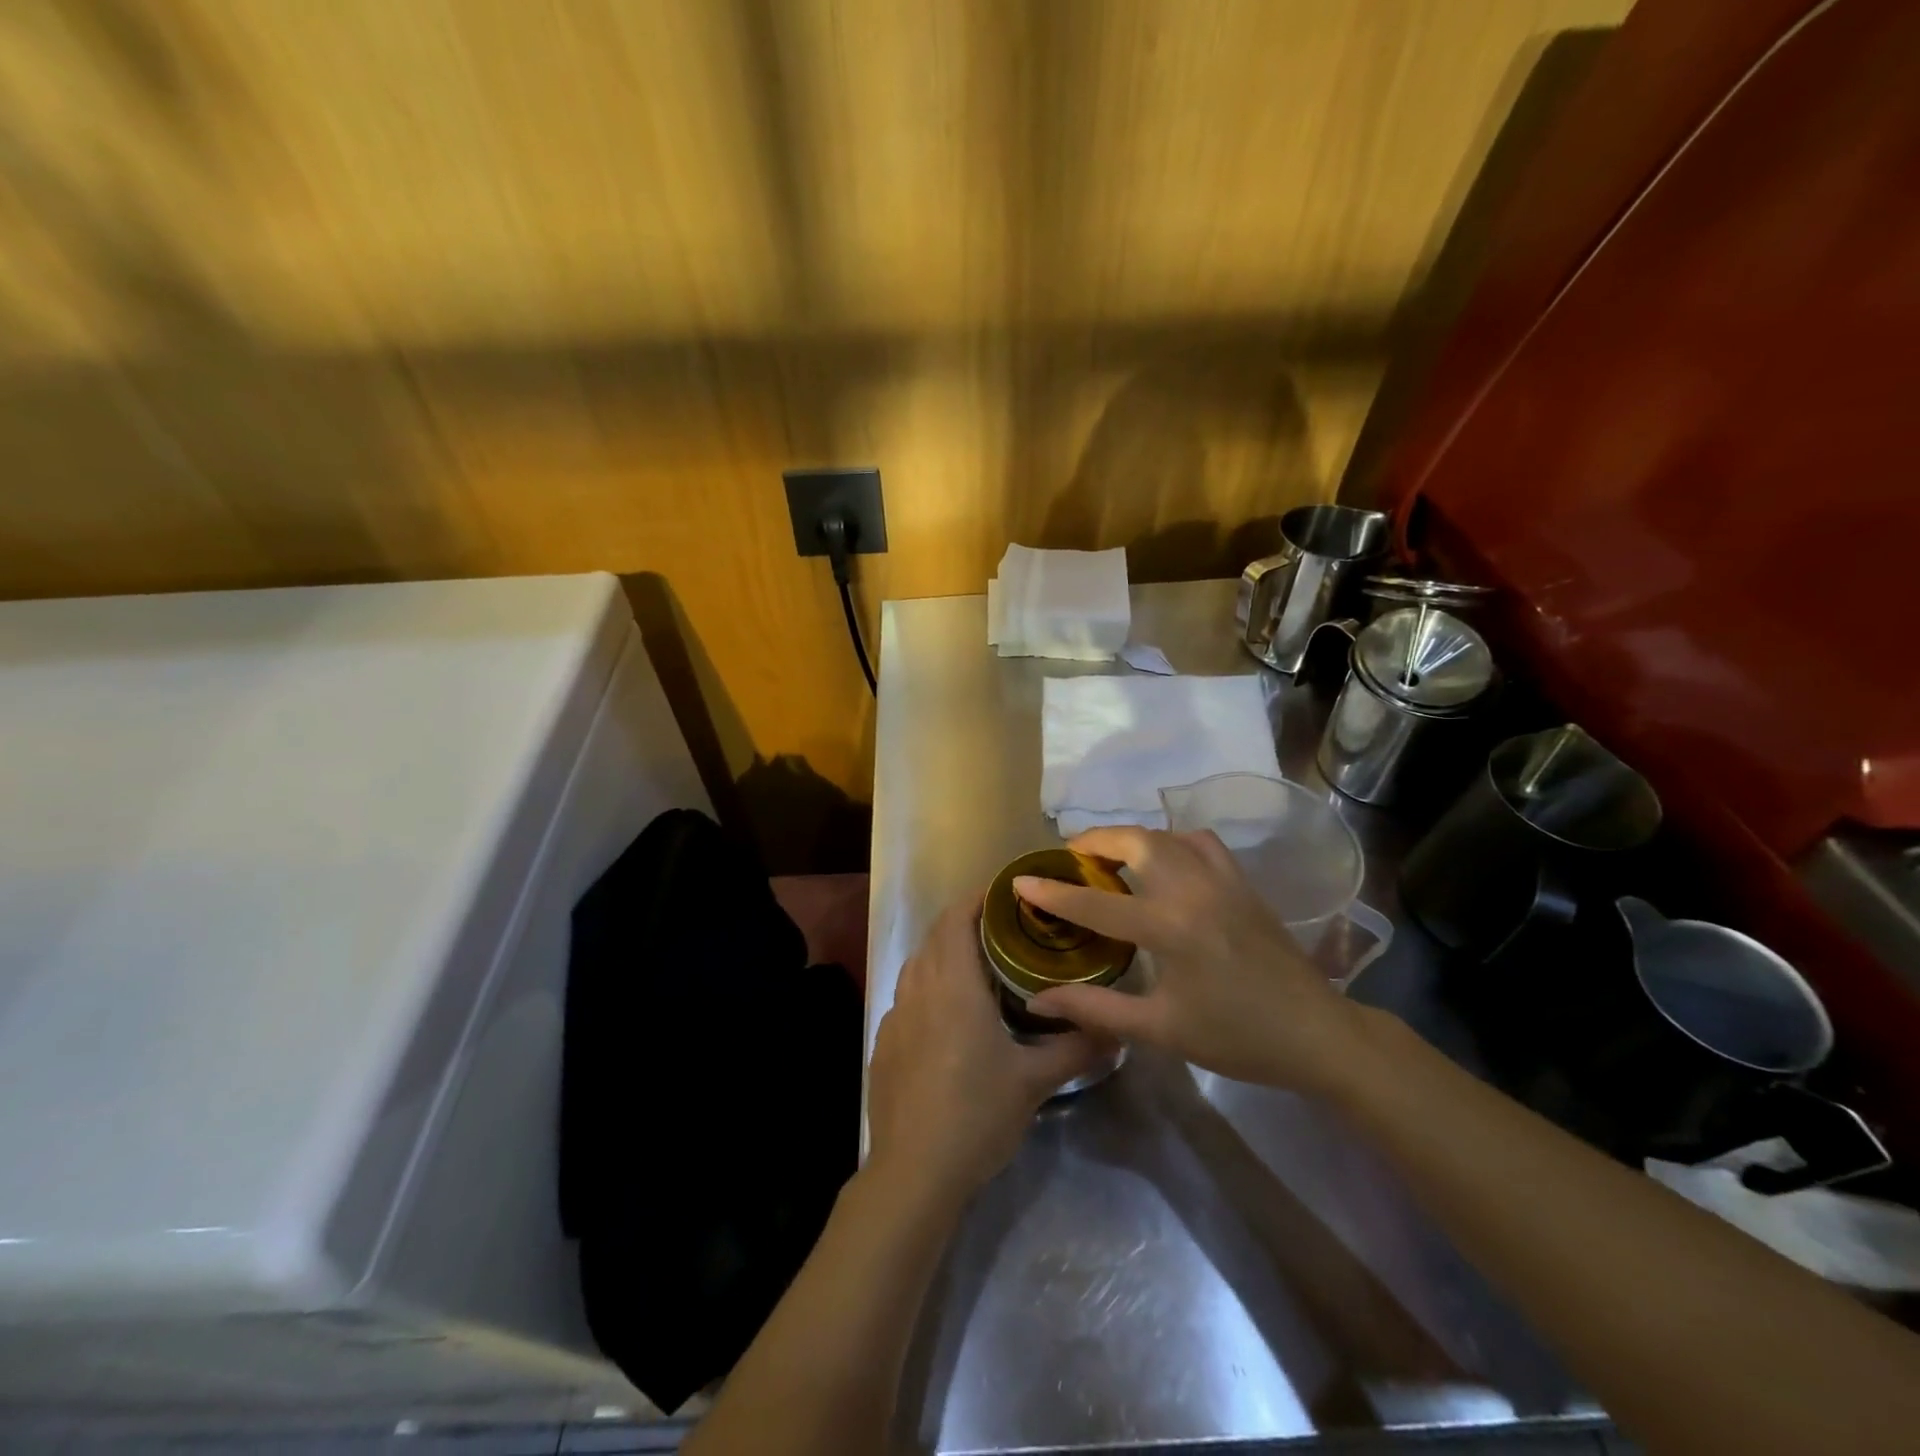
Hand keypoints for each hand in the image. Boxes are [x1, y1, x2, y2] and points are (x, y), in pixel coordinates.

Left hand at [866, 898, 1103, 1205]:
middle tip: (1003, 930)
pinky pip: (905, 998)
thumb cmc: (977, 1114)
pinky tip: (947, 1019)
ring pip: (917, 965)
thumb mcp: (1033, 1082)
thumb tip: (1116, 1032)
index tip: (1004, 894)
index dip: (977, 899)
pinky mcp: (883, 1044)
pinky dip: (927, 989)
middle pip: (936, 936)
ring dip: (943, 954)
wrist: (913, 1171)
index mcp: (953, 985)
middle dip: (965, 922)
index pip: (956, 918)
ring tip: (978, 968)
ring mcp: (894, 1016)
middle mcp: (918, 989)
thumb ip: (1076, 1050)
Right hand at [1015, 827, 1367, 1092]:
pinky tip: (1163, 862)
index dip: (1054, 892)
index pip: (1097, 904)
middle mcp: (1194, 890)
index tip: (1021, 880)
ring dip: (1130, 838)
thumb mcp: (1161, 1030)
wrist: (1317, 1034)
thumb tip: (1039, 1000)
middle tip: (1068, 860)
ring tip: (1107, 857)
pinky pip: (1199, 842)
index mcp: (1171, 928)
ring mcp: (1223, 879)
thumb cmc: (1236, 1037)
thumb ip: (1096, 1008)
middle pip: (1134, 841)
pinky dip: (1171, 841)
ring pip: (1166, 835)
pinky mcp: (1242, 881)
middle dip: (1093, 842)